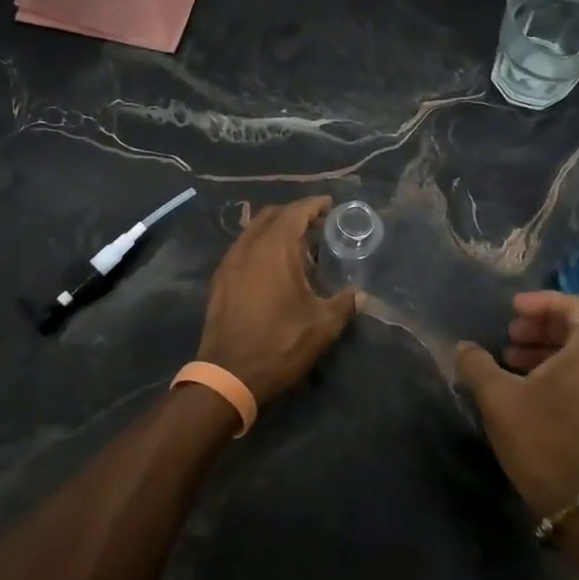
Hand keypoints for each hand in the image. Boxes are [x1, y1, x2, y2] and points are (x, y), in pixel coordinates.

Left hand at [196, 196, 359, 406]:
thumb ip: (343, 304)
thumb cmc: (279, 344)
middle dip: (294, 214)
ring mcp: (229, 263)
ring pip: (253, 231)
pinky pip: (242, 249)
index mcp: (274, 248)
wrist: (228, 375)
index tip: (330, 204)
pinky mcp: (219, 281)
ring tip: (297, 246)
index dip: (314, 205)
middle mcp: (248, 247)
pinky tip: (272, 267)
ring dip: (275, 230)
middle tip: (317, 225)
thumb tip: (359, 295)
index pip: (295, 211)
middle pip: (271, 215)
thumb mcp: (322, 326)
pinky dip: (259, 246)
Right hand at [455, 291, 578, 517]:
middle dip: (540, 327)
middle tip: (509, 335)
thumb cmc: (541, 439)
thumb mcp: (498, 397)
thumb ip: (477, 364)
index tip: (514, 310)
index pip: (577, 307)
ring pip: (577, 357)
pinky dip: (552, 373)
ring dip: (543, 351)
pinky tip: (522, 389)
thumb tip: (464, 348)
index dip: (544, 302)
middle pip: (577, 330)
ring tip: (508, 361)